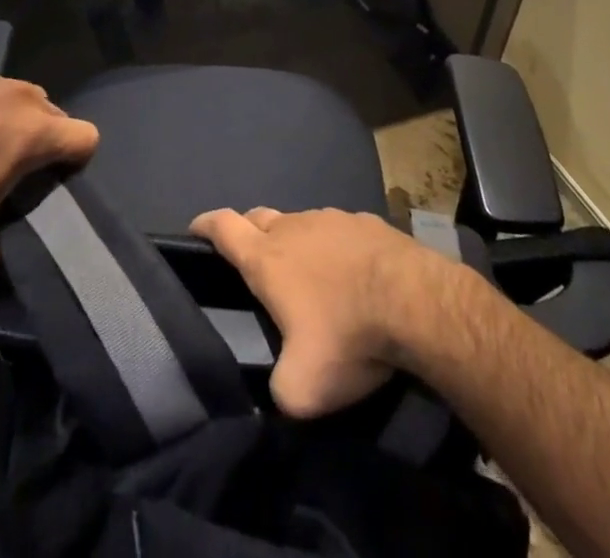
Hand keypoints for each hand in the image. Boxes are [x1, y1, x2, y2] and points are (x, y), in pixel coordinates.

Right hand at [189, 206, 448, 418]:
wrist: (415, 302)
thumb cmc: (347, 337)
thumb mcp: (302, 388)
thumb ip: (277, 390)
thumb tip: (276, 391)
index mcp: (267, 258)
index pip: (223, 227)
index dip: (205, 225)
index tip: (195, 228)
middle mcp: (294, 227)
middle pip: (259, 218)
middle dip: (250, 233)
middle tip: (254, 262)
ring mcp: (332, 218)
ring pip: (301, 223)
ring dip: (297, 243)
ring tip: (312, 278)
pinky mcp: (367, 221)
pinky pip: (340, 231)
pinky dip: (336, 248)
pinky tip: (354, 275)